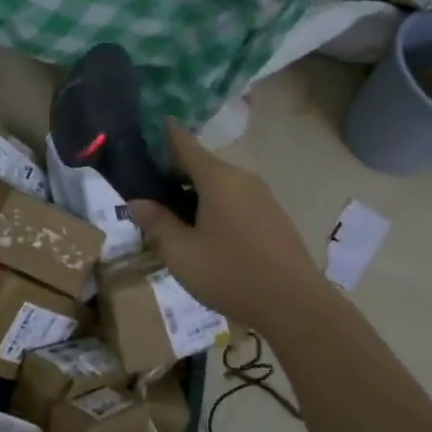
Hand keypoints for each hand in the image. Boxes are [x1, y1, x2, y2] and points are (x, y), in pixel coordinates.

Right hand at [125, 119, 325, 326]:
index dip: (165, 133)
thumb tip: (136, 201)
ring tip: (173, 218)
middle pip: (202, 165)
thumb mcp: (180, 252)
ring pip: (220, 186)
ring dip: (195, 194)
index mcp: (217, 178)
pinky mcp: (273, 218)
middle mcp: (242, 179)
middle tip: (148, 191)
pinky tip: (205, 235)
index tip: (148, 126)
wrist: (295, 306)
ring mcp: (262, 198)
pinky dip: (215, 208)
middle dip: (174, 173)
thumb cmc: (230, 273)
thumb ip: (156, 222)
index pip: (184, 143)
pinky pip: (236, 202)